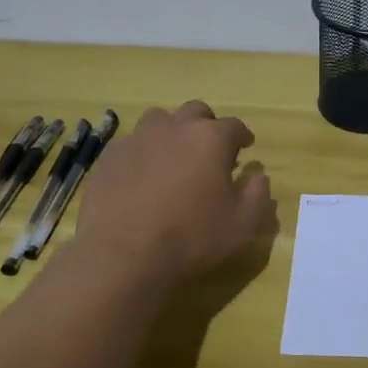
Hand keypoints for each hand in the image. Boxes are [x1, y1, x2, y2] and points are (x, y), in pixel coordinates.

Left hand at [73, 101, 274, 285]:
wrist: (121, 255)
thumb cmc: (191, 237)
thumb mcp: (242, 224)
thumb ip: (257, 195)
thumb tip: (258, 176)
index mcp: (210, 138)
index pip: (234, 126)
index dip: (242, 136)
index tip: (245, 147)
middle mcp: (174, 128)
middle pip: (196, 112)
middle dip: (207, 126)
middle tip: (209, 151)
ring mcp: (137, 139)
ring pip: (159, 121)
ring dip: (172, 133)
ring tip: (173, 158)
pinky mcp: (109, 157)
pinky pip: (132, 145)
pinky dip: (143, 154)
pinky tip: (142, 178)